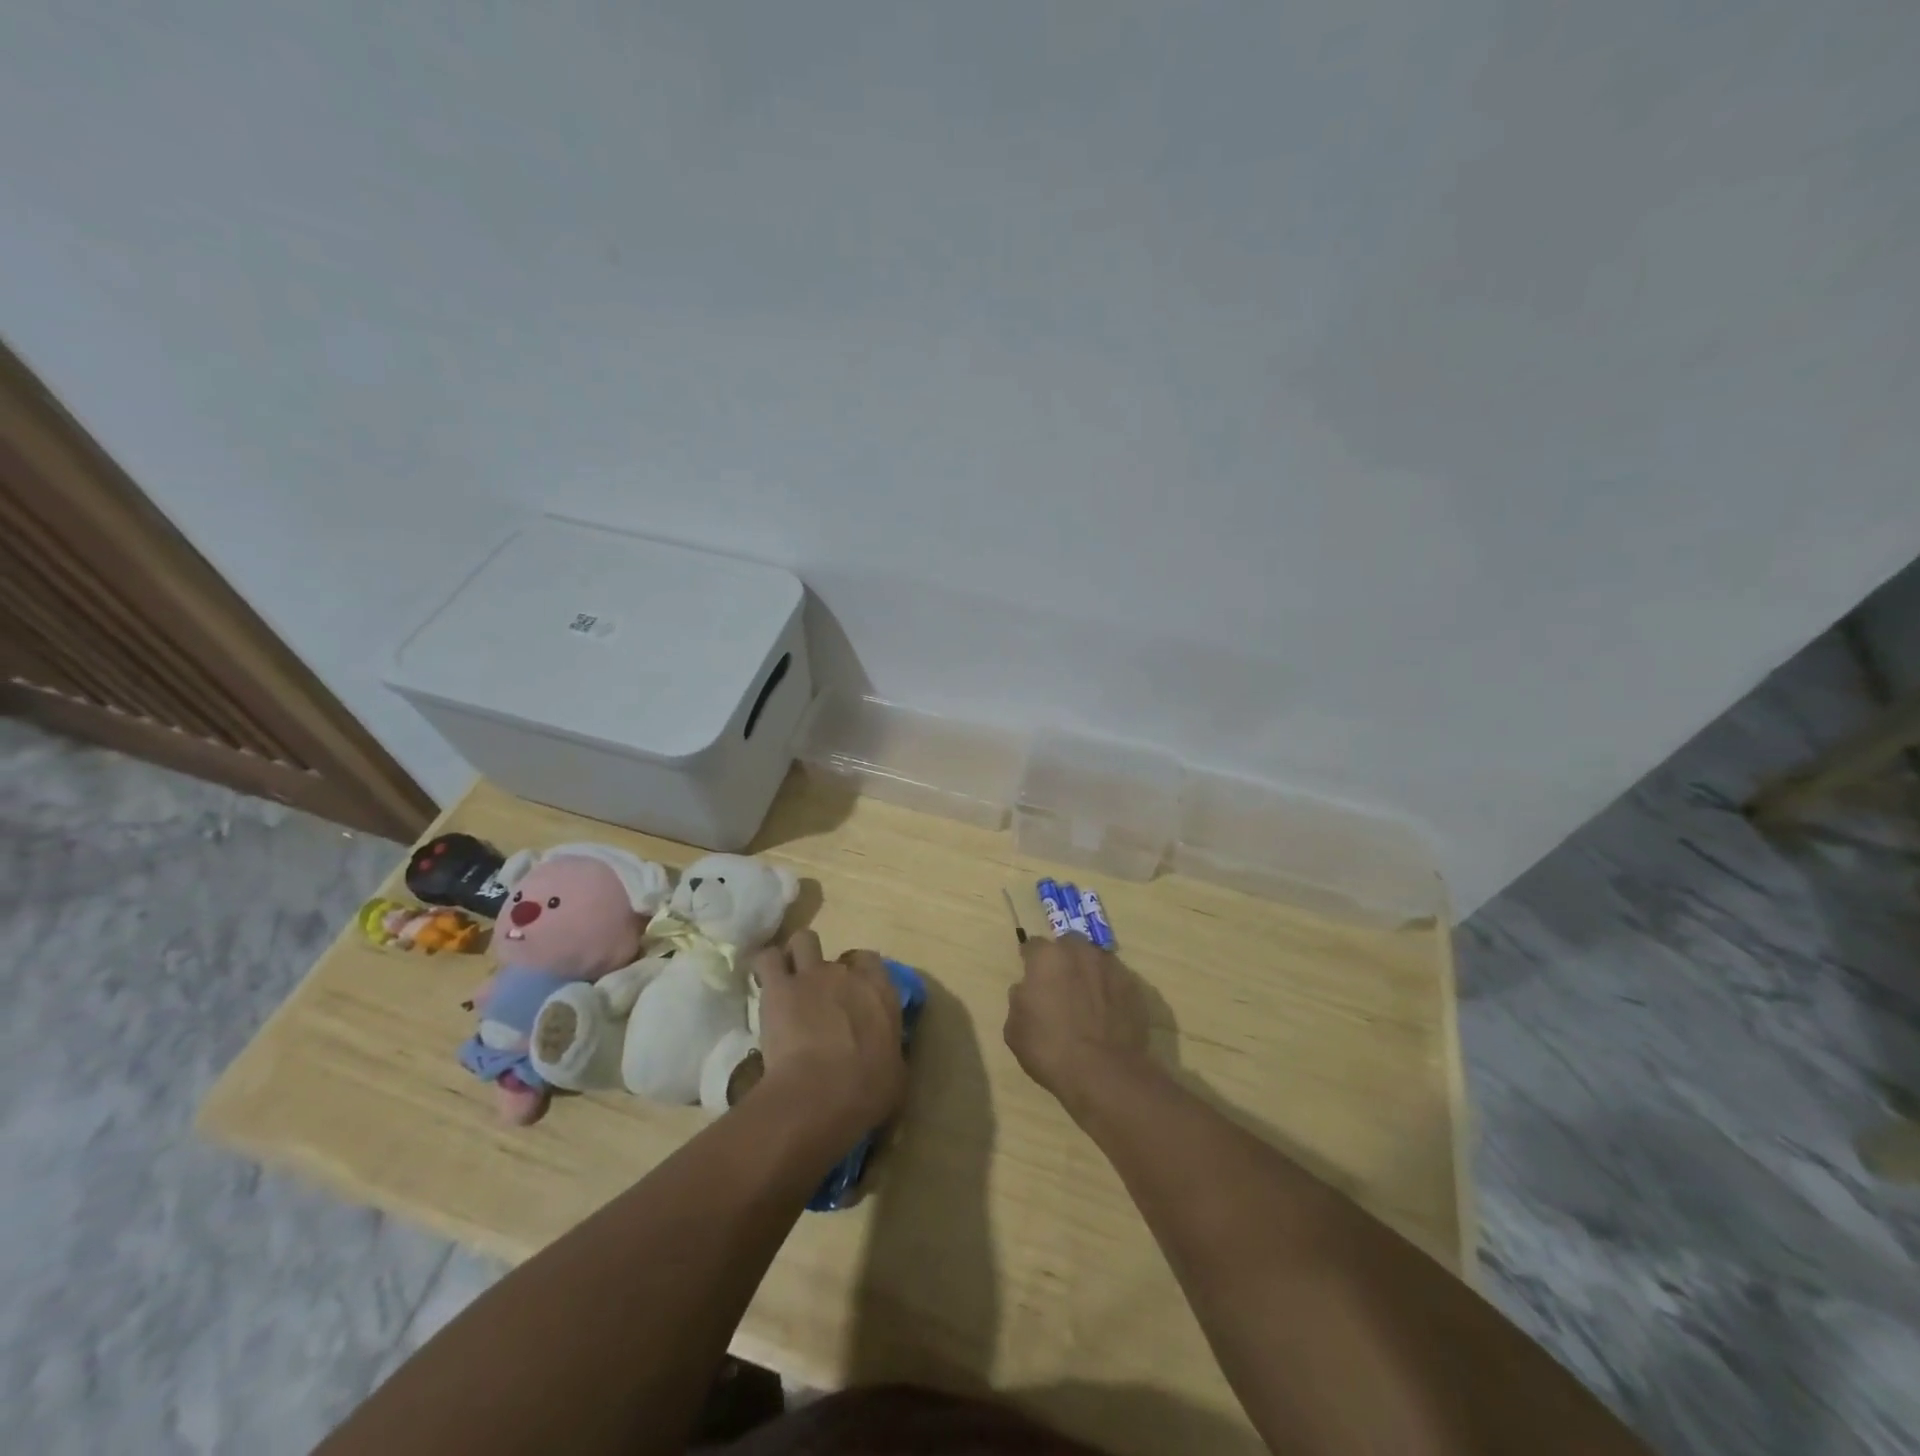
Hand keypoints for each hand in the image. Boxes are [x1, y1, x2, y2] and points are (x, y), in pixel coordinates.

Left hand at [751, 930, 906, 1138]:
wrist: (820, 1095)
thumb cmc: (866, 1091)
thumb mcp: (895, 1074)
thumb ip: (888, 1050)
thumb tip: (884, 1052)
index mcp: (880, 991)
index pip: (872, 962)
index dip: (861, 974)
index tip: (854, 995)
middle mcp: (847, 974)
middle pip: (837, 956)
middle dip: (829, 973)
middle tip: (821, 999)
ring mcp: (811, 975)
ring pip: (803, 940)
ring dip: (797, 956)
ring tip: (789, 979)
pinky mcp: (778, 987)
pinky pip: (767, 959)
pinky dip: (765, 967)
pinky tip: (763, 982)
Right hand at [1006, 933, 1154, 1118]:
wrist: (1105, 1074)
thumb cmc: (1051, 1050)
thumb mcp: (1015, 1030)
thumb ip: (1019, 1000)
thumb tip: (1027, 990)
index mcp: (1048, 957)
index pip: (1034, 946)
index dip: (1031, 961)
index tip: (1031, 976)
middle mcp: (1080, 952)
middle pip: (1068, 944)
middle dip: (1063, 959)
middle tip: (1059, 985)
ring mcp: (1111, 967)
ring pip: (1095, 959)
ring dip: (1088, 971)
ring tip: (1086, 1000)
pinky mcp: (1133, 986)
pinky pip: (1115, 980)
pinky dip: (1109, 990)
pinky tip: (1107, 1013)